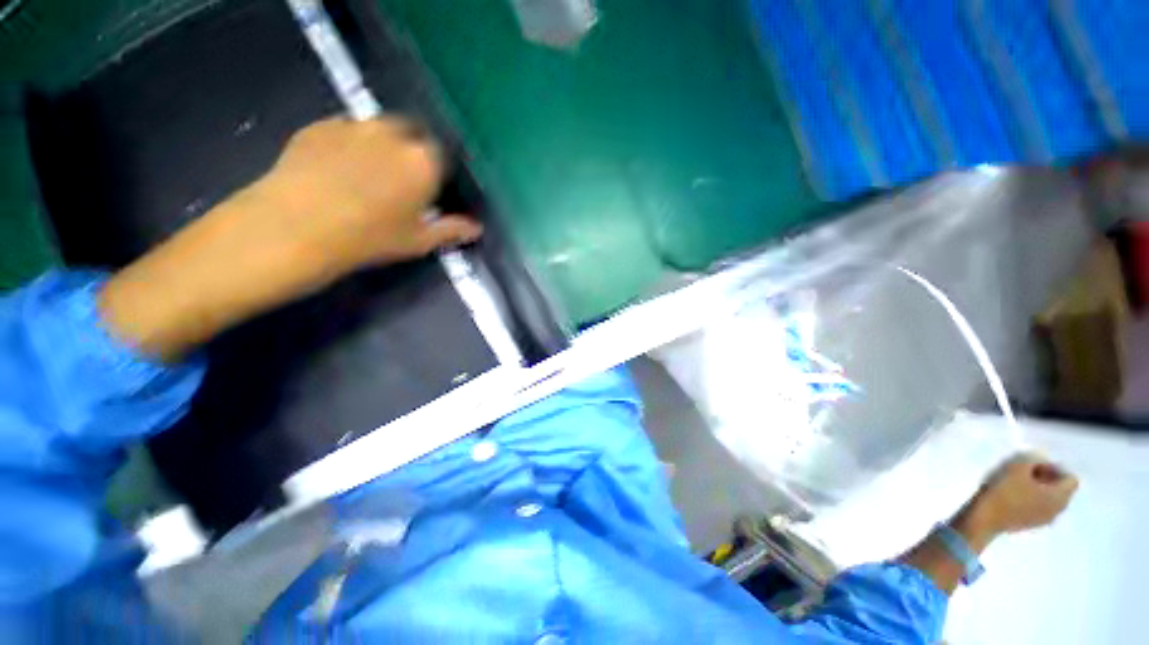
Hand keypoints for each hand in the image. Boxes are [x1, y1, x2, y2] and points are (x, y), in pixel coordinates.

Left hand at [250, 117, 481, 278]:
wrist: (296, 227)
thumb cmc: (370, 238)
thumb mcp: (418, 240)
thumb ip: (451, 230)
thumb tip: (476, 229)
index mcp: (424, 161)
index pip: (444, 155)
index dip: (439, 170)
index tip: (433, 187)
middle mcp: (393, 134)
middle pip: (413, 132)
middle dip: (413, 149)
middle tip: (404, 177)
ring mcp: (353, 125)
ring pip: (379, 127)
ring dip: (383, 143)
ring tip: (370, 171)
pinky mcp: (319, 126)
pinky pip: (346, 130)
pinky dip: (351, 143)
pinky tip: (339, 167)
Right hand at [965, 455, 1078, 535]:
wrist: (986, 518)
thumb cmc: (1005, 491)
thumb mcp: (1016, 467)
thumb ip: (1033, 459)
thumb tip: (1040, 459)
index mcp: (1060, 496)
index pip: (1071, 478)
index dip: (1055, 468)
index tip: (1036, 465)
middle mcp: (1059, 509)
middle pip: (1062, 489)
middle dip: (1047, 479)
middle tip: (1027, 472)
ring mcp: (1046, 519)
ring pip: (1050, 500)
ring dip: (1039, 489)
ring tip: (1018, 483)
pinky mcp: (1032, 524)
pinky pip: (1040, 508)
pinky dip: (1032, 500)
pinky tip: (1015, 496)